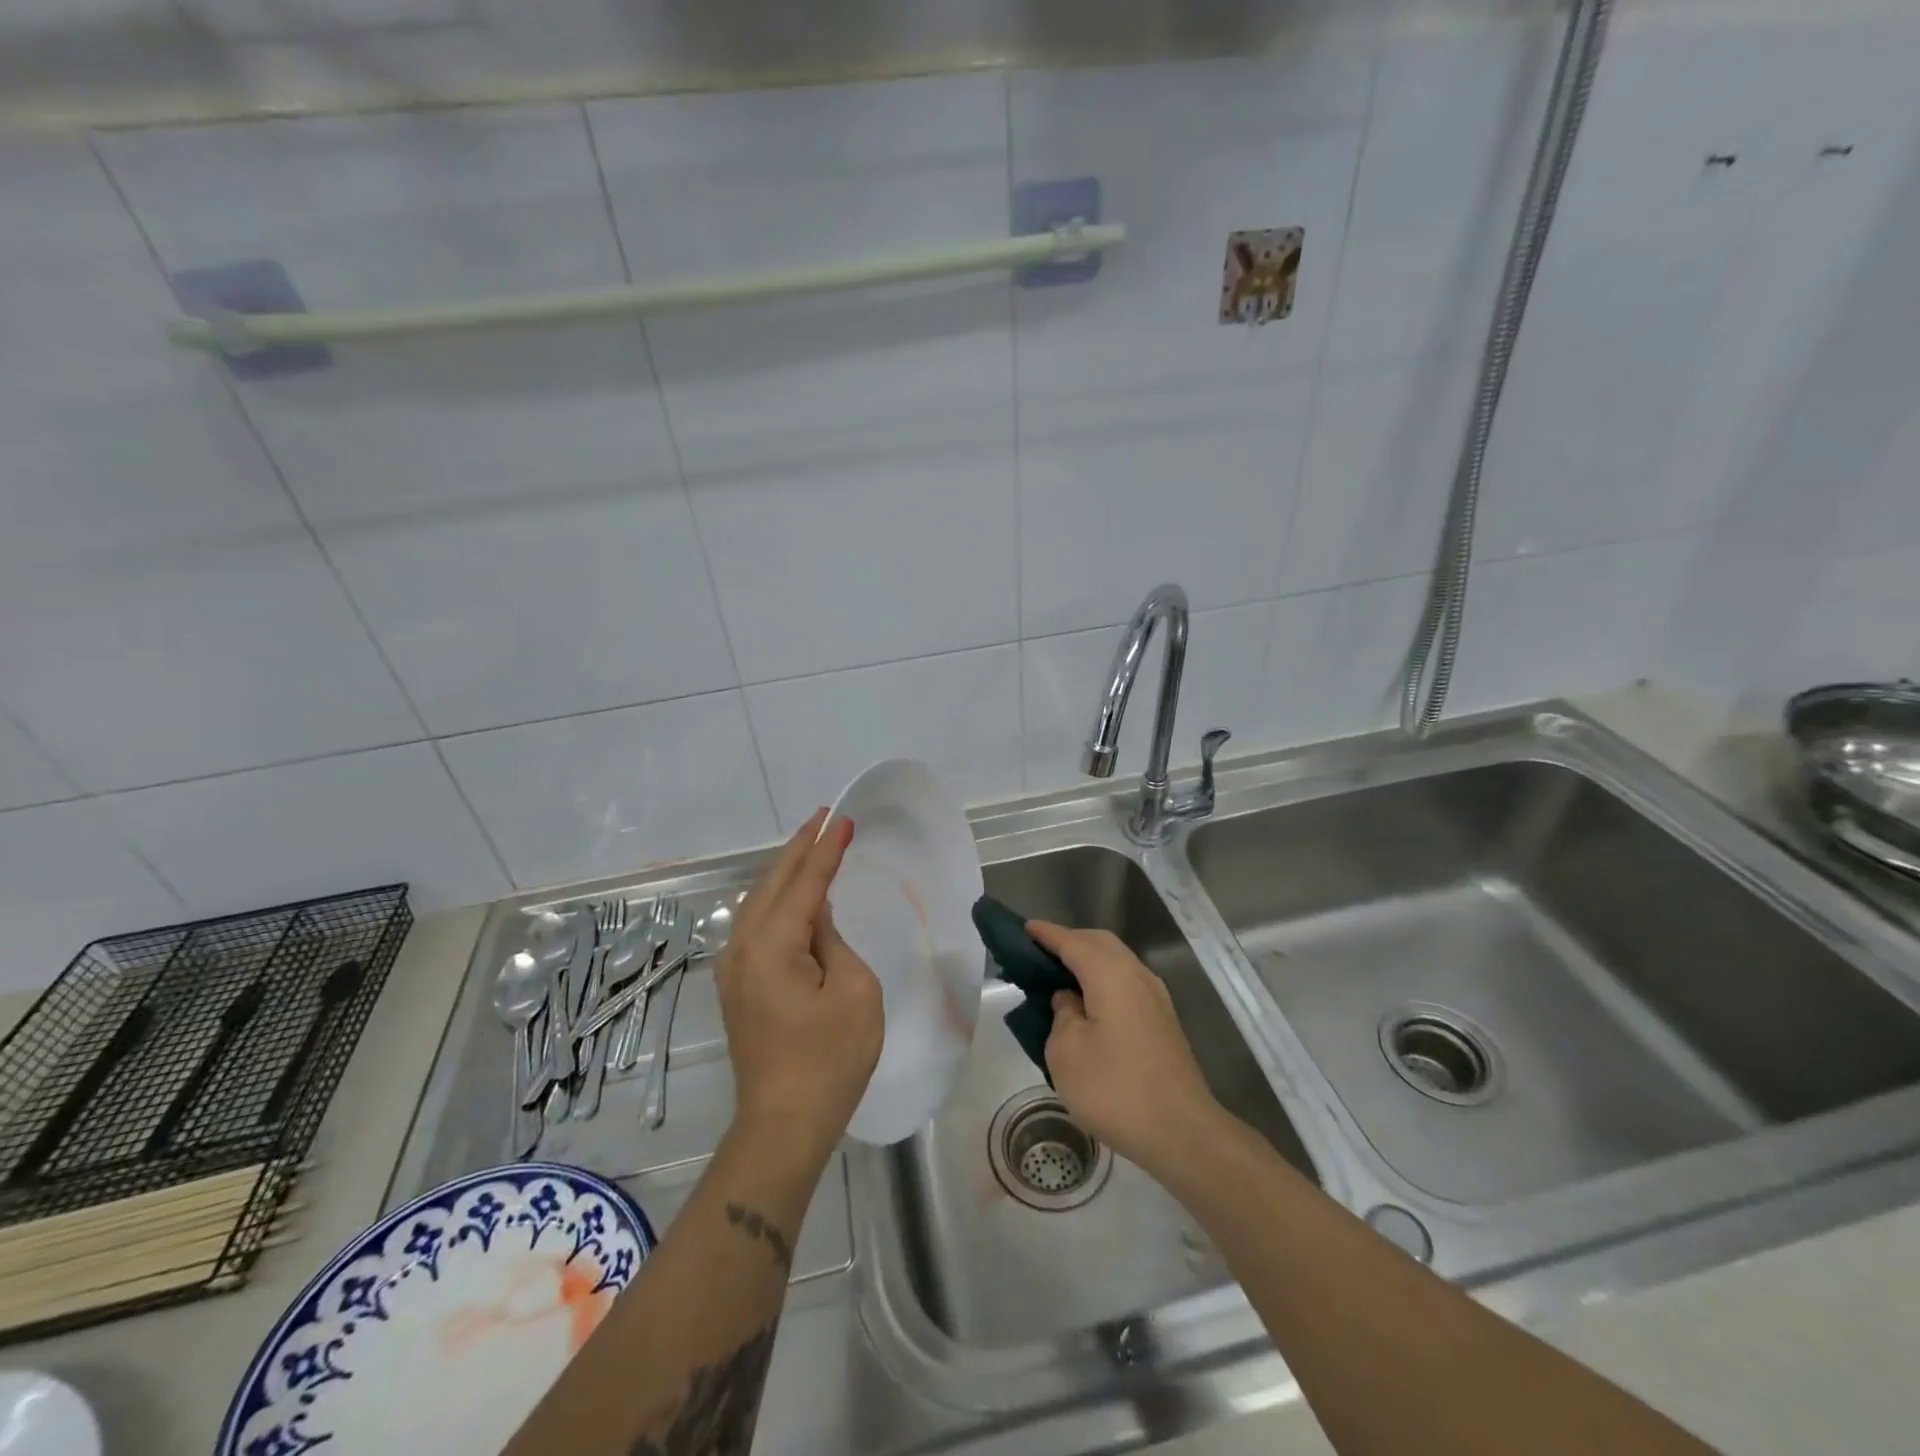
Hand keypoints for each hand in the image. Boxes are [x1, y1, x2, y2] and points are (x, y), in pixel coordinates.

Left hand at [718, 809, 883, 1162]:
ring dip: (785, 871)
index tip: (843, 819)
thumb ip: (833, 942)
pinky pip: (754, 924)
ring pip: (757, 902)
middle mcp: (742, 947)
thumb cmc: (829, 1060)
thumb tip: (815, 921)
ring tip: (810, 844)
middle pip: (772, 883)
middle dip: (799, 848)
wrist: (783, 1124)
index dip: (826, 850)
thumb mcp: (854, 992)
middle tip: (824, 818)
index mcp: (772, 945)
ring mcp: (732, 967)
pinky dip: (776, 899)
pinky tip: (791, 895)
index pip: (805, 883)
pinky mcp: (735, 985)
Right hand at [1030, 920, 1223, 1176]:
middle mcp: (1136, 975)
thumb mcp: (1066, 1053)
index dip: (1046, 934)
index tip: (1023, 928)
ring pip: (1116, 961)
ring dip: (1088, 960)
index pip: (1072, 942)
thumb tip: (1070, 1000)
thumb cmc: (1115, 1089)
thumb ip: (1061, 1015)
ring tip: (1059, 975)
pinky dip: (1102, 979)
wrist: (1181, 1132)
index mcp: (1110, 974)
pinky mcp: (1162, 1021)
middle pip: (1099, 943)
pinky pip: (1125, 982)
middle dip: (1069, 941)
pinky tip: (1088, 1001)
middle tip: (1039, 951)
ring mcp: (1155, 998)